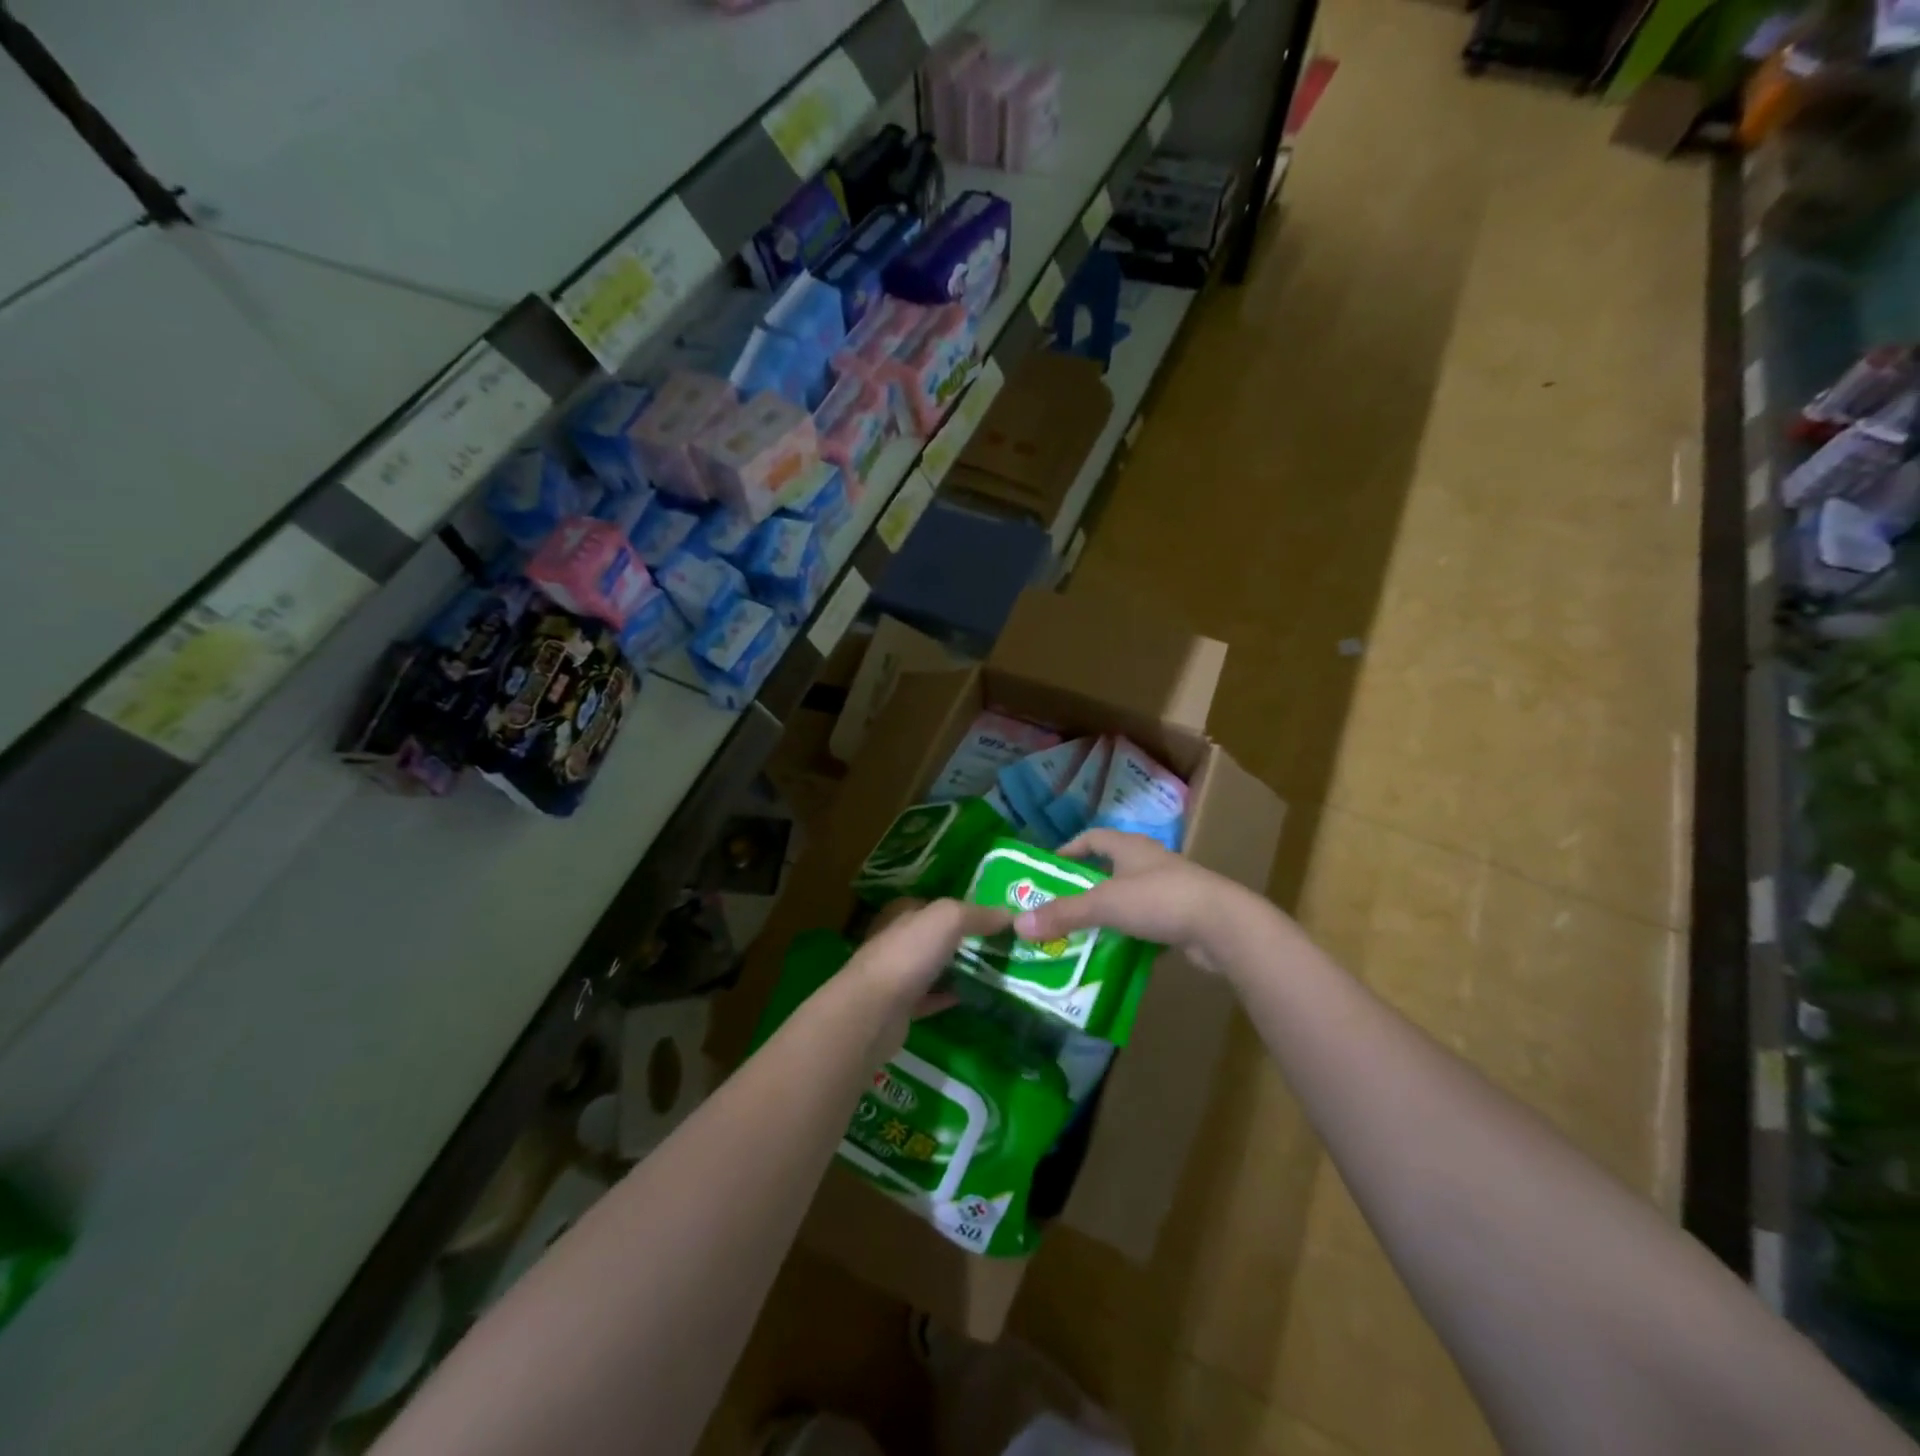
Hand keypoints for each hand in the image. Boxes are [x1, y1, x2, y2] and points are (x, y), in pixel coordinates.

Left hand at [842, 898, 1009, 1061]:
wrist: (873, 1012)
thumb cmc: (908, 954)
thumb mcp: (947, 919)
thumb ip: (977, 914)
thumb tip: (1009, 914)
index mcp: (902, 913)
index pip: (934, 904)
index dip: (961, 908)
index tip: (991, 917)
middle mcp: (897, 940)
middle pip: (934, 936)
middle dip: (962, 939)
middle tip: (998, 944)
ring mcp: (897, 975)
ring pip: (933, 967)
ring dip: (957, 968)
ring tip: (993, 970)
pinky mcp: (900, 1007)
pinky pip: (931, 997)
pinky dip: (949, 995)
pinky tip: (972, 997)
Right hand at [1012, 829, 1252, 972]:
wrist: (1223, 925)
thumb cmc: (1160, 899)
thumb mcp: (1105, 904)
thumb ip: (1063, 913)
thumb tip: (1019, 923)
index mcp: (1130, 847)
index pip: (1093, 838)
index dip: (1070, 849)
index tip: (1049, 867)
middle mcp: (1150, 862)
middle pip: (1110, 867)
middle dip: (1085, 884)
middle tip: (1059, 905)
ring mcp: (1170, 888)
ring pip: (1129, 896)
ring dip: (1108, 911)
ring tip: (1082, 930)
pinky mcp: (1183, 916)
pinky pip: (1147, 921)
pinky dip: (1129, 932)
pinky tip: (1116, 950)